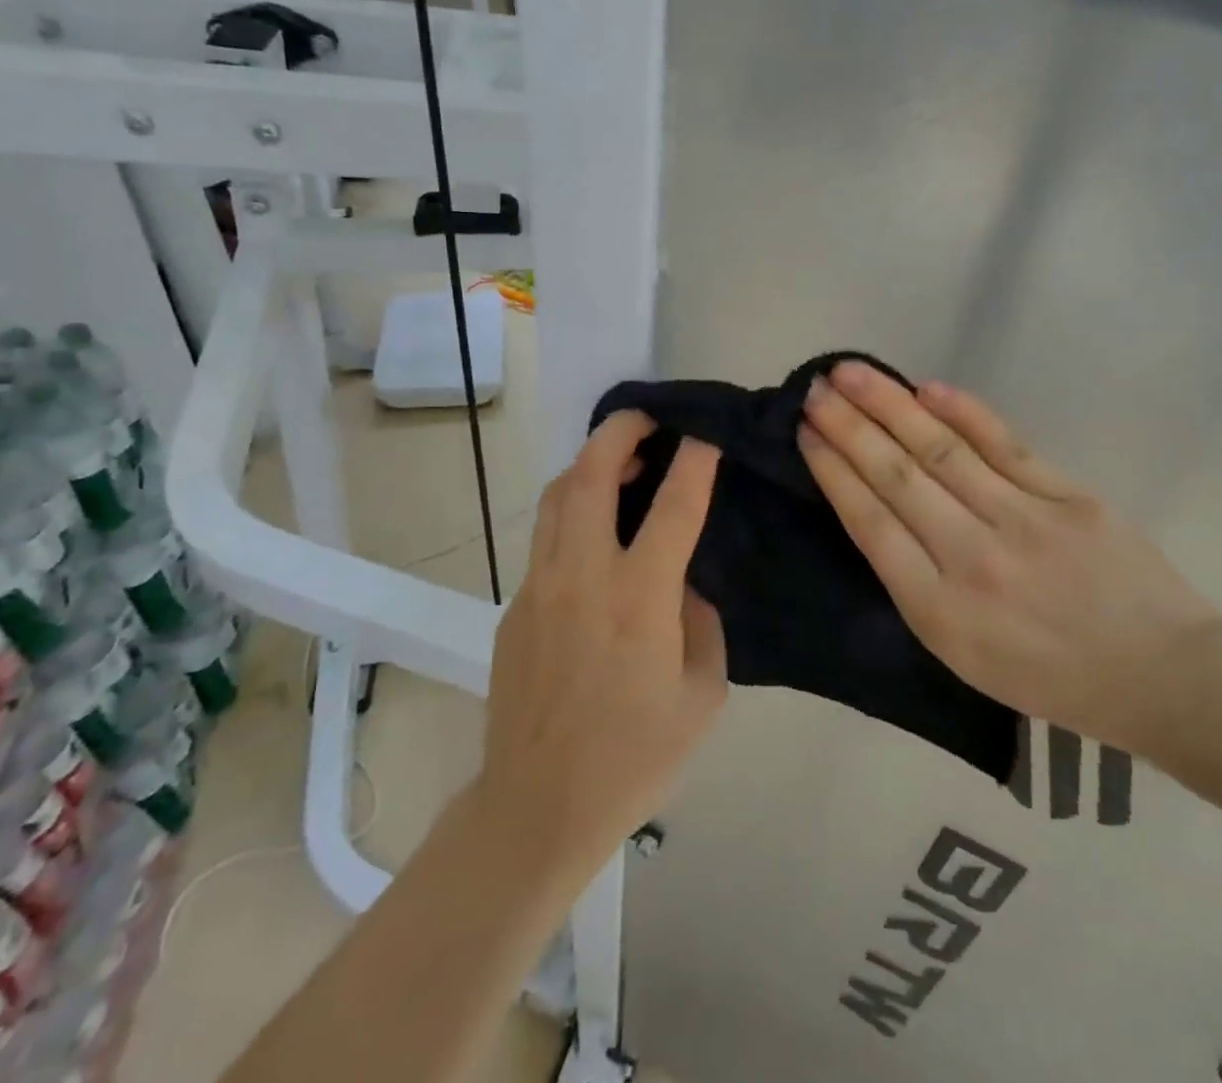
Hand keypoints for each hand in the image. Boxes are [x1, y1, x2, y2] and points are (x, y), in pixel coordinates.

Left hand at [475, 411, 727, 873]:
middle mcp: (583, 575)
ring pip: (558, 495)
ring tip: (620, 459)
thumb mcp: (701, 695)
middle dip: (621, 430)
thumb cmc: (634, 758)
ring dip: (590, 463)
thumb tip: (683, 584)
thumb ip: (701, 624)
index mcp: (639, 598)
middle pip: (591, 474)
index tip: (706, 432)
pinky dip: (572, 510)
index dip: (694, 460)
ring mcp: (539, 585)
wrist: (537, 806)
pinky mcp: (515, 603)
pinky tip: (595, 530)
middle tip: (648, 416)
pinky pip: (546, 536)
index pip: (674, 506)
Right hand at [798, 361, 1221, 753]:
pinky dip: (964, 412)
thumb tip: (878, 509)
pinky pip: (1005, 445)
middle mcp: (973, 559)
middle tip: (814, 389)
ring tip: (852, 373)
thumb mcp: (961, 654)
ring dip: (890, 406)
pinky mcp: (1069, 497)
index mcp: (939, 611)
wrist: (1163, 677)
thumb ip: (916, 584)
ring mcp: (1024, 522)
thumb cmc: (1050, 677)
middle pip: (897, 478)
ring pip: (942, 451)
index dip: (834, 472)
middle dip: (848, 428)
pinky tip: (928, 387)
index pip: (871, 524)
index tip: (806, 433)